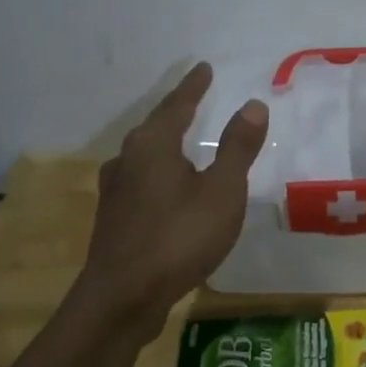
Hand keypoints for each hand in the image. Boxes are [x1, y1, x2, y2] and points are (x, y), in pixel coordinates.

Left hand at [79, 62, 268, 327]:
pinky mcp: (113, 218)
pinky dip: (158, 171)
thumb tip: (252, 104)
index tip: (204, 68)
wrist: (122, 298)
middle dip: (176, 111)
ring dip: (164, 142)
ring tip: (180, 139)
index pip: (177, 104)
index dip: (193, 86)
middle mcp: (127, 159)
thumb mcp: (222, 191)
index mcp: (152, 145)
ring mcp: (115, 190)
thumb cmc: (178, 237)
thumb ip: (237, 147)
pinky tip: (164, 187)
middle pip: (155, 126)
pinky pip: (140, 180)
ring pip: (144, 155)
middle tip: (195, 98)